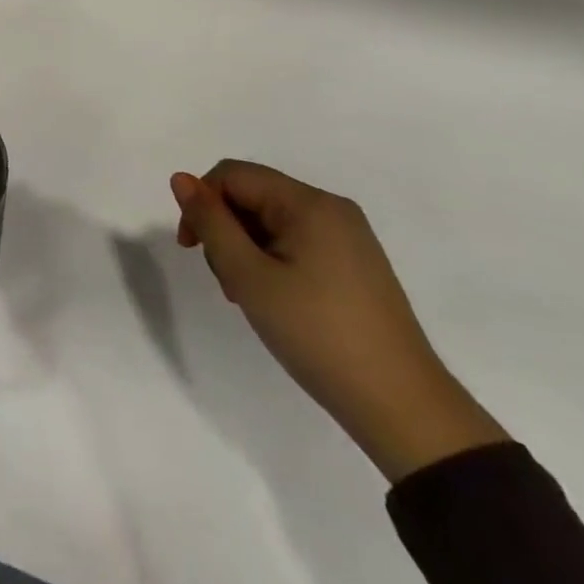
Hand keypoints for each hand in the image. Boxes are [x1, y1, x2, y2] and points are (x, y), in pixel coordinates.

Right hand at [170, 161, 507, 482]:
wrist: (402, 408)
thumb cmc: (317, 334)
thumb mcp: (249, 276)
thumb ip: (211, 222)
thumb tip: (181, 178)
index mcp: (309, 203)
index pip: (233, 175)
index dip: (202, 203)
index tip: (191, 249)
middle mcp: (332, 209)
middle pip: (253, 195)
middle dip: (226, 229)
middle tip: (226, 282)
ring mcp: (349, 238)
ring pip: (272, 221)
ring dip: (246, 249)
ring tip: (249, 297)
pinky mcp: (356, 265)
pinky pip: (297, 243)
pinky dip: (272, 261)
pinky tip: (275, 300)